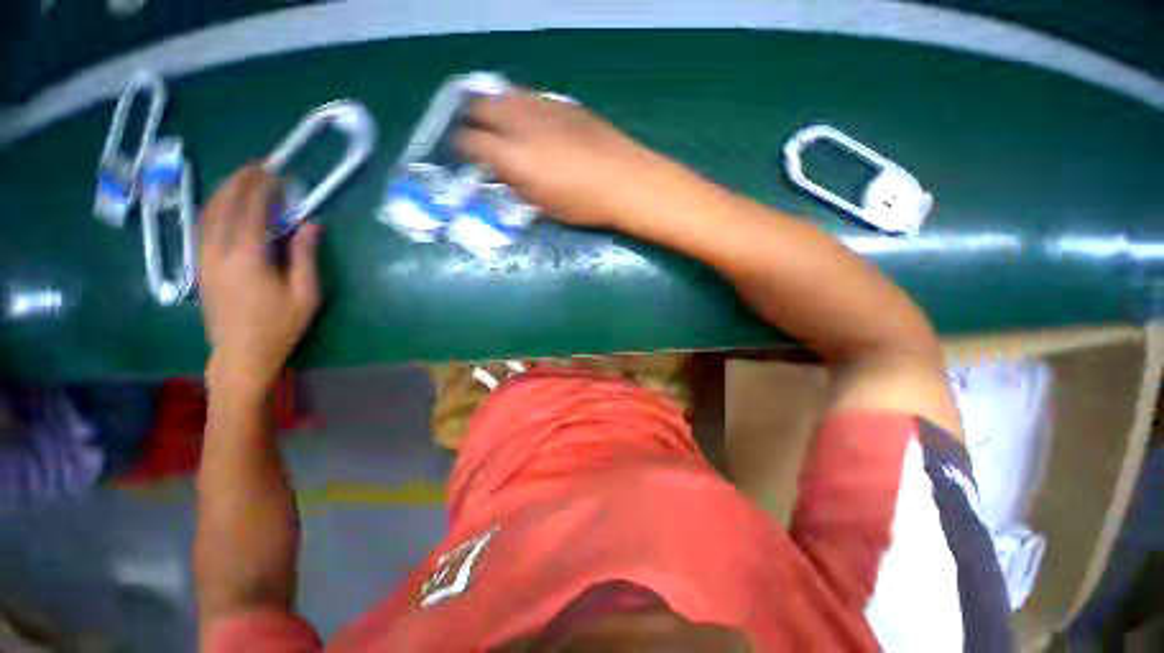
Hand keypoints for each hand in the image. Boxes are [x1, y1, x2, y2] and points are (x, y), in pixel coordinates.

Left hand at [198, 164, 320, 400]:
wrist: (240, 354)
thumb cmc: (279, 326)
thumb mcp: (305, 293)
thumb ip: (305, 255)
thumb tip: (311, 224)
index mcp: (246, 255)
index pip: (251, 208)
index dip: (263, 186)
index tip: (276, 172)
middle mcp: (218, 250)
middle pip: (223, 204)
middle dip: (239, 181)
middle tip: (258, 167)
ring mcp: (204, 257)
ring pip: (208, 213)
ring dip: (225, 191)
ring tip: (243, 180)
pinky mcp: (201, 266)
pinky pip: (204, 226)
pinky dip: (216, 208)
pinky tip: (227, 207)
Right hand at [456, 91, 682, 228]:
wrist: (625, 180)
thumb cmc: (583, 204)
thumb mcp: (543, 206)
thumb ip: (516, 185)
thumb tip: (501, 172)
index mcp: (514, 156)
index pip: (470, 141)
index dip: (461, 147)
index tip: (462, 154)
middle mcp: (522, 124)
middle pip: (480, 106)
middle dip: (471, 118)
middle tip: (475, 133)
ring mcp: (543, 108)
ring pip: (505, 94)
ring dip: (495, 107)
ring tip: (500, 123)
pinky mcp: (563, 103)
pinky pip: (530, 97)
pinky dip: (521, 106)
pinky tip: (531, 121)